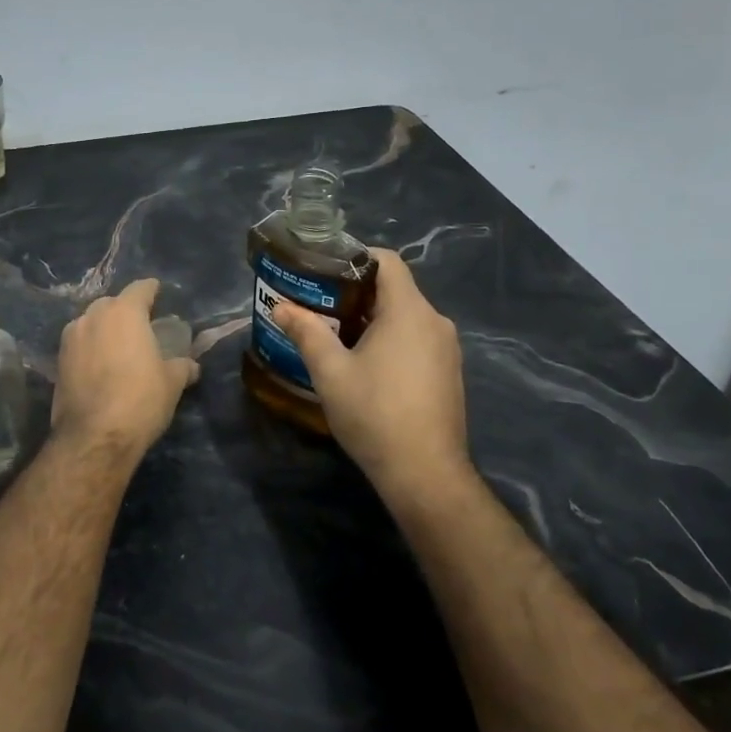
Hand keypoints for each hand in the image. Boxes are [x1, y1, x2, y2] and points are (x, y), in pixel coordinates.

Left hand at [52, 278, 200, 454]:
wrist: (93, 438)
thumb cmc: (140, 400)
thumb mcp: (171, 383)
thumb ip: (181, 366)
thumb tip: (191, 365)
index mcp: (124, 312)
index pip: (140, 289)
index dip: (151, 290)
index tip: (157, 292)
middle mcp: (93, 316)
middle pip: (112, 303)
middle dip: (125, 310)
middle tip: (140, 326)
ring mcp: (71, 338)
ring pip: (91, 322)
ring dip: (104, 328)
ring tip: (118, 346)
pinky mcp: (58, 361)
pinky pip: (79, 343)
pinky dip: (90, 348)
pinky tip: (100, 364)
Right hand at [267, 249, 469, 490]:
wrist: (425, 473)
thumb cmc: (374, 414)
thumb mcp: (330, 371)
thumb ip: (306, 332)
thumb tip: (281, 306)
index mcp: (409, 311)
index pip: (387, 261)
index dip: (355, 258)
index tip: (324, 271)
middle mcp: (435, 321)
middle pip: (395, 289)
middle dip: (356, 293)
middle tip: (318, 305)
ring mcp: (447, 349)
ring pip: (406, 317)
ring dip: (372, 319)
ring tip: (335, 335)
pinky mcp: (449, 373)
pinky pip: (417, 340)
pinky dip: (391, 340)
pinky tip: (365, 365)